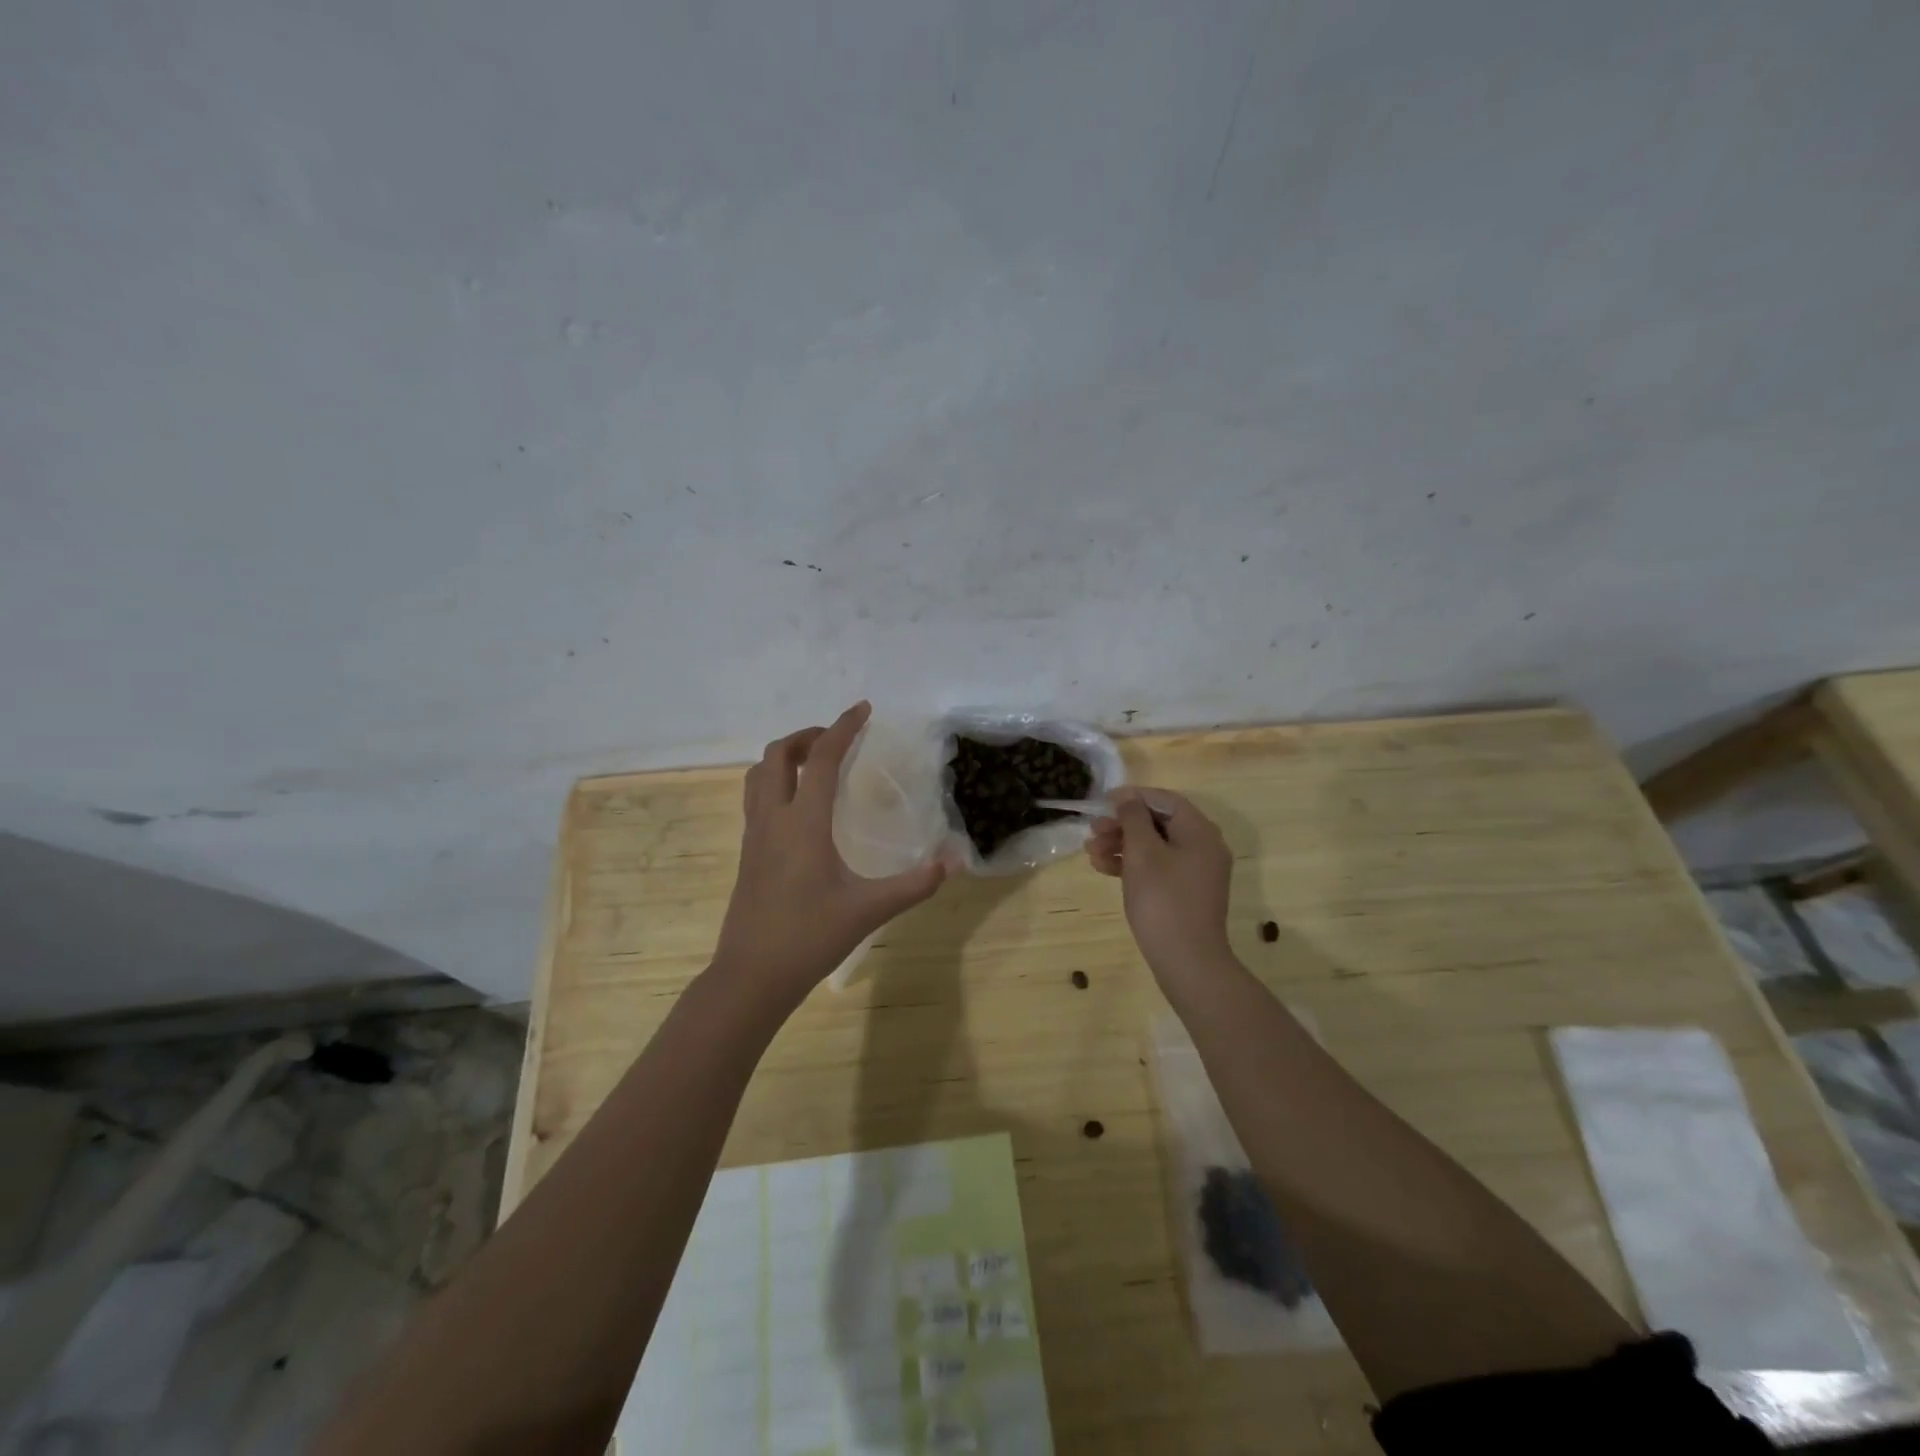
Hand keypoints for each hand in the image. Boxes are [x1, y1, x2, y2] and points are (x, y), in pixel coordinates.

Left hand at [712, 702, 948, 1001]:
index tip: (863, 709)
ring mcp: (754, 835)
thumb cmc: (810, 937)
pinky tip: (800, 806)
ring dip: (786, 756)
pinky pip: (756, 798)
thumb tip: (956, 861)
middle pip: (778, 754)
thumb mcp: (870, 909)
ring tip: (817, 764)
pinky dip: (776, 782)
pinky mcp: (747, 852)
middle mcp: (773, 818)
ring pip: (759, 775)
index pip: (822, 758)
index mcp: (803, 822)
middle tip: (839, 739)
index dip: (843, 728)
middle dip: (808, 736)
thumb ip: (916, 883)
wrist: (752, 975)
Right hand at [1087, 787, 1234, 983]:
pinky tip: (1104, 869)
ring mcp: (1196, 872)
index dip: (1133, 797)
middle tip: (1092, 831)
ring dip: (1122, 845)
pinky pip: (1158, 867)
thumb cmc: (1163, 901)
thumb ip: (1133, 819)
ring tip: (1091, 853)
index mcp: (1200, 832)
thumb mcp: (1142, 854)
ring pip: (1155, 846)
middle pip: (1159, 823)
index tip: (1103, 803)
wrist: (1187, 962)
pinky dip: (1132, 865)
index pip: (1165, 800)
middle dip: (1122, 825)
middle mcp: (1203, 847)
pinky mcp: (1185, 892)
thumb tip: (1127, 798)